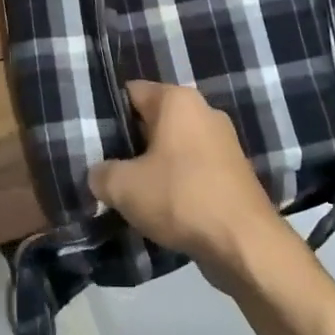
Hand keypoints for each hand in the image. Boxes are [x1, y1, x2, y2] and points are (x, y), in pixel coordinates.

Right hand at [89, 81, 300, 285]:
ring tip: (127, 191)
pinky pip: (192, 168)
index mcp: (178, 100)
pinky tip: (159, 206)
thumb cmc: (180, 198)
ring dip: (152, 166)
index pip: (131, 92)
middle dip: (129, 142)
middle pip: (153, 119)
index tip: (90, 137)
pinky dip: (175, 182)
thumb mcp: (123, 187)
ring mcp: (222, 141)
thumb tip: (100, 174)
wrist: (244, 242)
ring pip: (173, 146)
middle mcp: (203, 111)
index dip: (107, 113)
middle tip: (103, 166)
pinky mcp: (232, 171)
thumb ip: (101, 173)